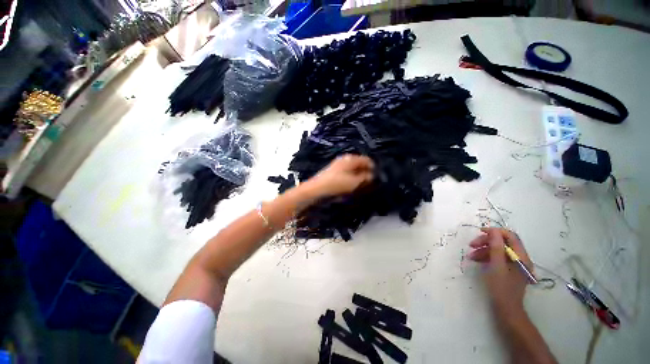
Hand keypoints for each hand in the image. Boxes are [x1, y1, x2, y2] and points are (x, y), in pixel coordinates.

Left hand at [304, 154, 373, 197]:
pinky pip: (347, 173)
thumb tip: (372, 176)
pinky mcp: (334, 172)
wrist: (316, 189)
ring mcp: (338, 165)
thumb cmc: (337, 184)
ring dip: (359, 176)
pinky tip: (352, 186)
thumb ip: (365, 178)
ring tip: (361, 186)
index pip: (367, 159)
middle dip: (366, 173)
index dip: (373, 168)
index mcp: (351, 158)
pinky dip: (352, 178)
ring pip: (353, 169)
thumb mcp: (354, 182)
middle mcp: (345, 159)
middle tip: (369, 183)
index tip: (377, 178)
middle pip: (360, 164)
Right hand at [468, 228, 532, 316]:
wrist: (506, 309)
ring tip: (471, 256)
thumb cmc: (501, 288)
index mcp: (521, 257)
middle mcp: (520, 258)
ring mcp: (514, 264)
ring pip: (498, 250)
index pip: (510, 236)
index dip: (495, 232)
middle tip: (471, 245)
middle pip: (503, 242)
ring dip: (484, 250)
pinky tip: (477, 260)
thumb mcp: (496, 266)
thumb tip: (494, 231)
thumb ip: (496, 247)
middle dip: (486, 241)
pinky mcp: (508, 269)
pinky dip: (486, 257)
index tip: (480, 232)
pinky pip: (497, 257)